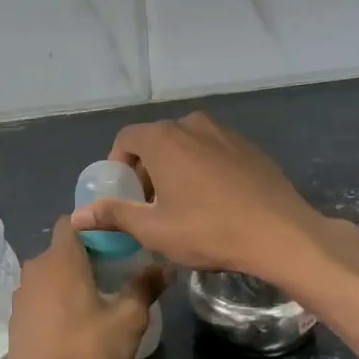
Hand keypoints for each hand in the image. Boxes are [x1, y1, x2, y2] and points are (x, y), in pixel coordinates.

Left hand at [1, 217, 164, 358]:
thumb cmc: (85, 352)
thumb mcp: (127, 321)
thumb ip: (145, 287)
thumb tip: (166, 266)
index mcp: (60, 259)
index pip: (71, 221)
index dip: (94, 226)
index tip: (118, 241)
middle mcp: (35, 269)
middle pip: (62, 248)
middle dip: (88, 254)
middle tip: (118, 271)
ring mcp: (21, 294)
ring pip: (51, 273)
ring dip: (72, 279)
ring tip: (101, 298)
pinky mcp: (16, 318)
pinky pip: (41, 295)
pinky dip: (58, 299)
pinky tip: (77, 323)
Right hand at [68, 112, 358, 288]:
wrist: (281, 233)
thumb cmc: (208, 231)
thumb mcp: (153, 230)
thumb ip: (113, 215)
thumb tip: (77, 215)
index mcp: (163, 138)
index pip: (126, 139)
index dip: (118, 166)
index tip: (124, 196)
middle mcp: (192, 124)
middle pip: (156, 140)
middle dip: (146, 170)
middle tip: (151, 206)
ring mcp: (225, 132)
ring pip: (186, 144)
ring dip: (175, 168)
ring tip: (182, 204)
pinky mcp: (249, 146)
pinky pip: (212, 151)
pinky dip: (203, 168)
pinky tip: (214, 201)